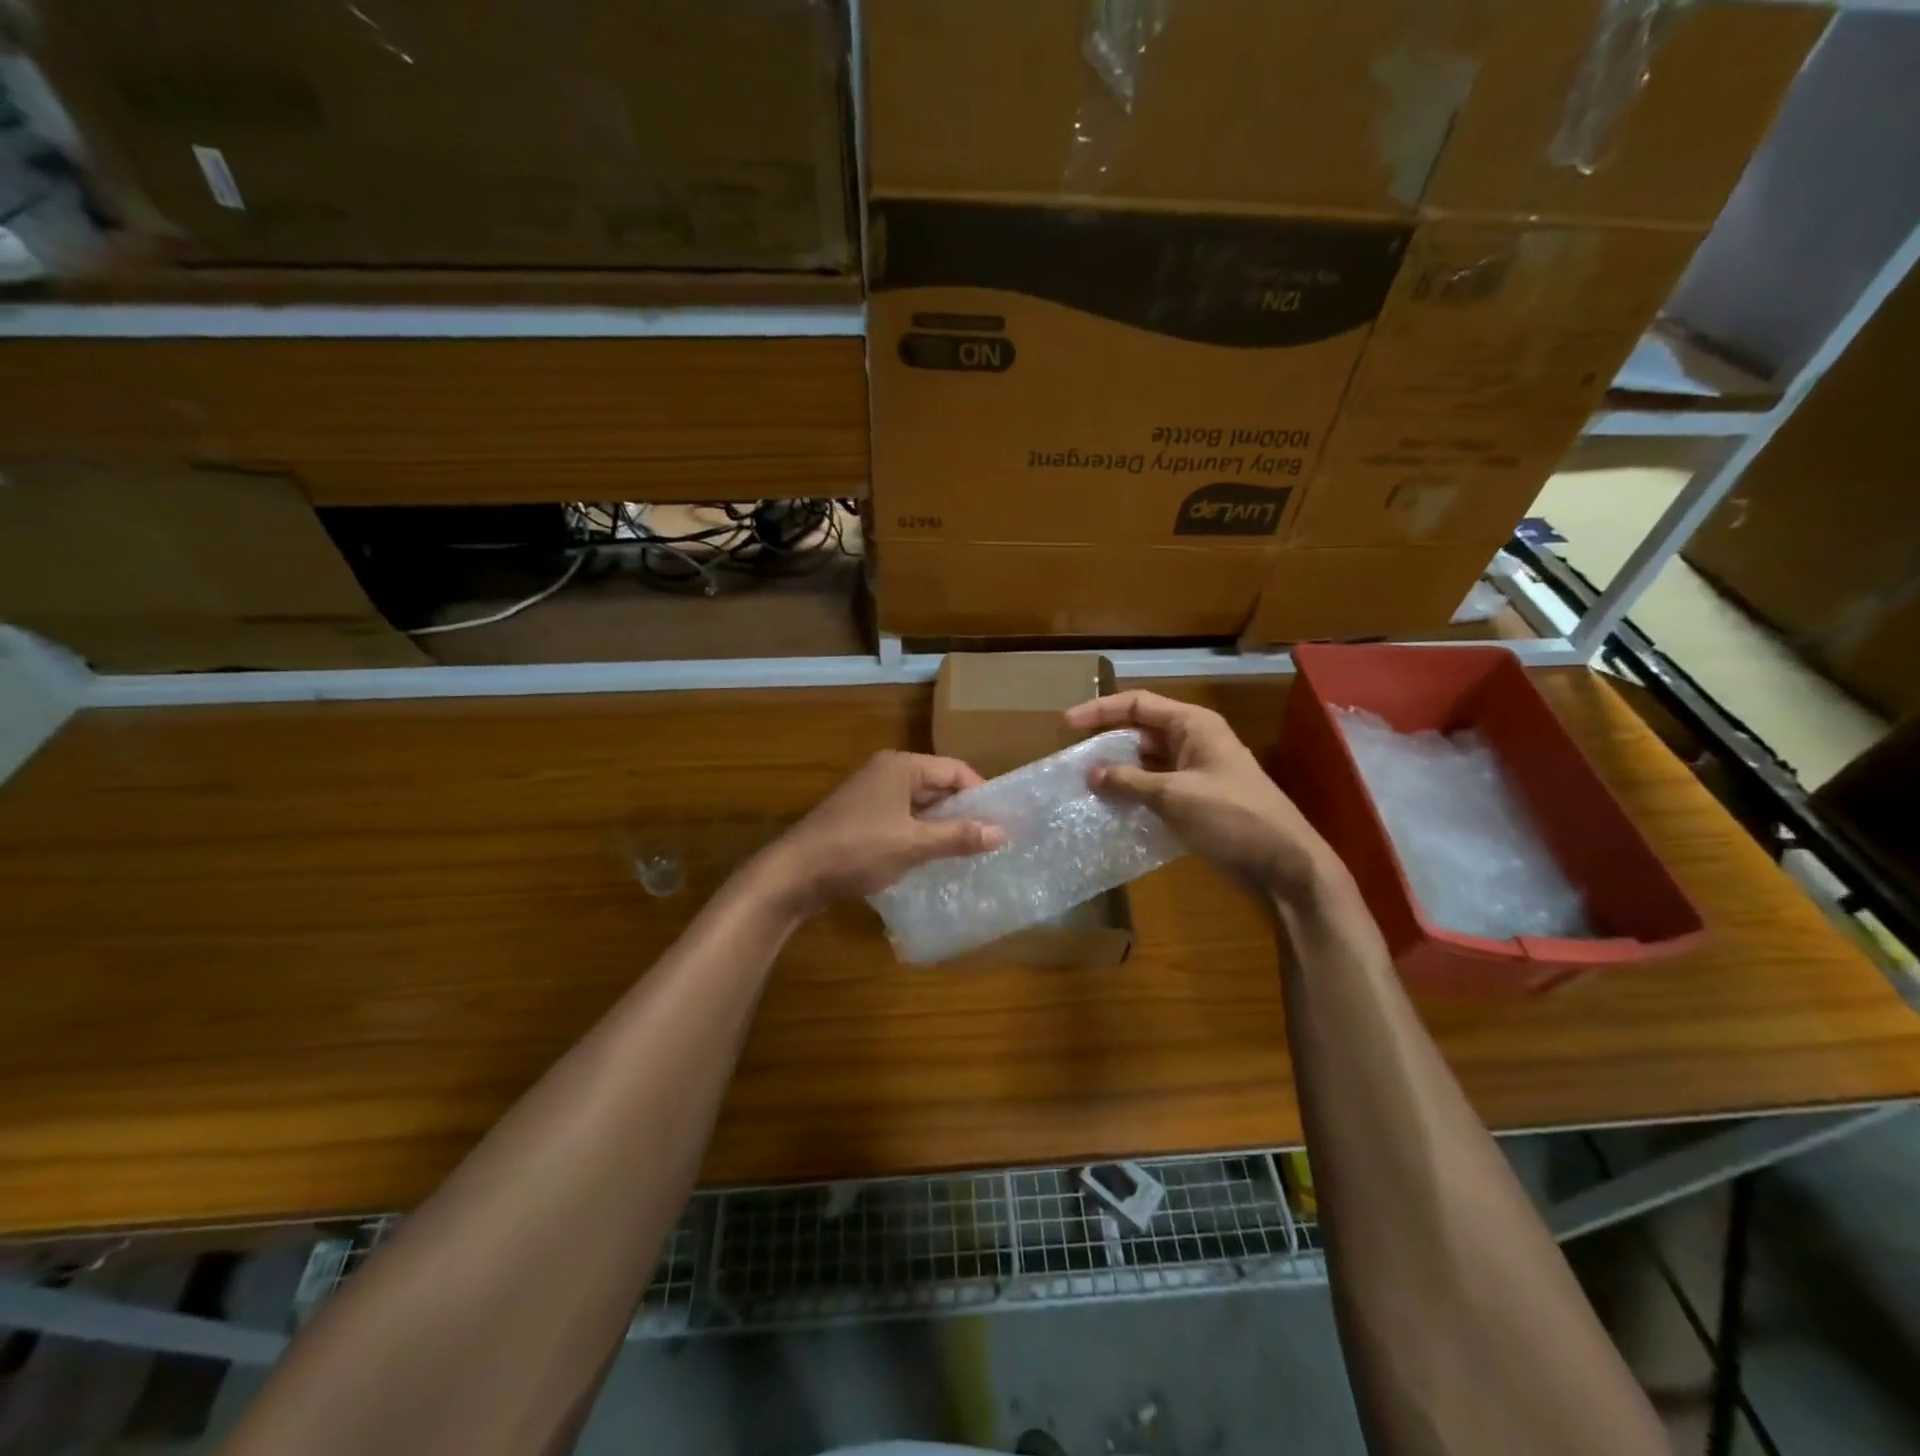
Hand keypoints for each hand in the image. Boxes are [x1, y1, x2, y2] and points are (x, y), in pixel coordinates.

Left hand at [753, 751, 1004, 917]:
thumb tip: (1002, 832)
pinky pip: (903, 821)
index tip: (1003, 821)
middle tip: (992, 839)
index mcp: (900, 766)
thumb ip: (957, 836)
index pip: (954, 770)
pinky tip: (935, 859)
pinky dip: (921, 836)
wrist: (794, 874)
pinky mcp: (862, 820)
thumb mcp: (913, 844)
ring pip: (920, 806)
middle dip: (963, 812)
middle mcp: (887, 773)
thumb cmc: (857, 850)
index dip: (981, 793)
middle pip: (938, 786)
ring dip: (942, 827)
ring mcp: (871, 796)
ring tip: (970, 852)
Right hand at [1064, 691, 1338, 898]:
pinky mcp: (1197, 801)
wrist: (1282, 863)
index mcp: (1193, 725)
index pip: (1138, 704)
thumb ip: (1130, 781)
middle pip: (1141, 732)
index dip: (1100, 710)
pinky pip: (1157, 789)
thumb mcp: (1174, 794)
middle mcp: (1194, 742)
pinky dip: (1134, 796)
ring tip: (1084, 788)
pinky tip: (1111, 811)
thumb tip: (1092, 773)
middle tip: (1072, 762)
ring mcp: (1196, 773)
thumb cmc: (1231, 816)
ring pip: (1147, 763)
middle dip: (1107, 745)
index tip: (1066, 725)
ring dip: (1119, 774)